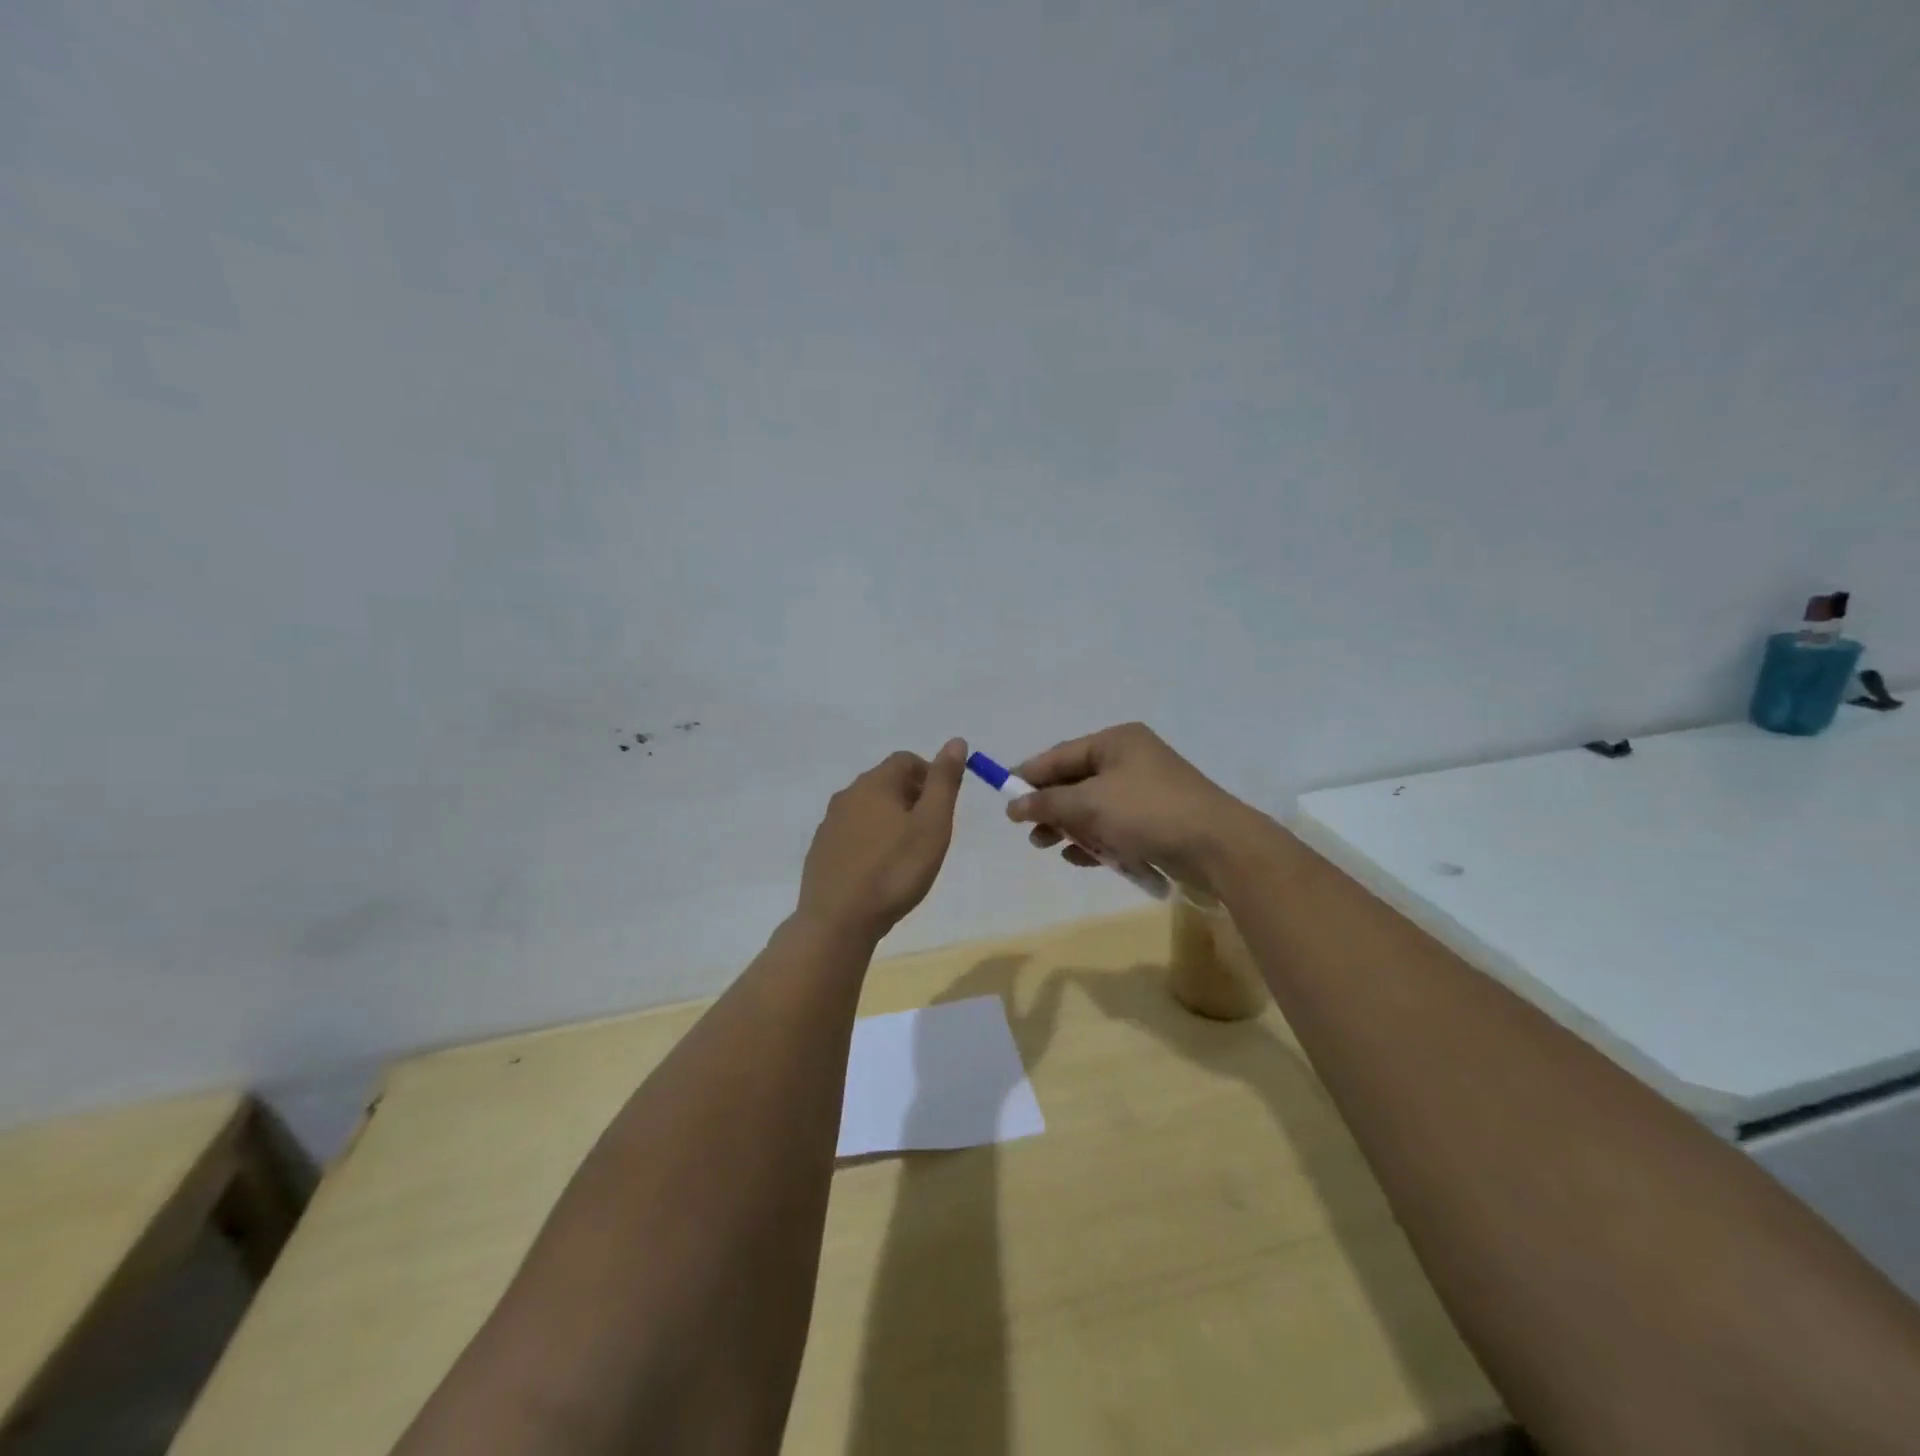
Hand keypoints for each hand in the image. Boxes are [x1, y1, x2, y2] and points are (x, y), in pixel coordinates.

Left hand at [797, 739, 967, 941]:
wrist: (838, 920)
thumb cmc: (895, 870)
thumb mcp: (932, 825)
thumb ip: (944, 782)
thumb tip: (956, 741)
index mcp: (875, 784)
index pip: (905, 760)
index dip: (929, 774)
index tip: (943, 803)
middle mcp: (847, 795)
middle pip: (884, 782)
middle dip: (911, 796)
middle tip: (930, 829)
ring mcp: (829, 823)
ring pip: (867, 808)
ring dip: (889, 818)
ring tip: (907, 851)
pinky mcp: (821, 850)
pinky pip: (852, 832)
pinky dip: (870, 839)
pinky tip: (879, 868)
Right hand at [1006, 723, 1260, 890]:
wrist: (1218, 846)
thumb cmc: (1147, 812)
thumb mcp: (1089, 804)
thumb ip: (1048, 803)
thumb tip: (1014, 805)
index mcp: (1116, 742)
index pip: (1061, 754)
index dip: (1029, 775)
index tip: (1004, 796)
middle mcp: (1131, 760)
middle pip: (1076, 781)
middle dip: (1050, 807)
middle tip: (1027, 830)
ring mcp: (1146, 791)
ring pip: (1094, 807)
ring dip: (1069, 826)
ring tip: (1047, 847)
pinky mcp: (1157, 820)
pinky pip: (1114, 826)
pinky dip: (1095, 840)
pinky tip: (1078, 858)